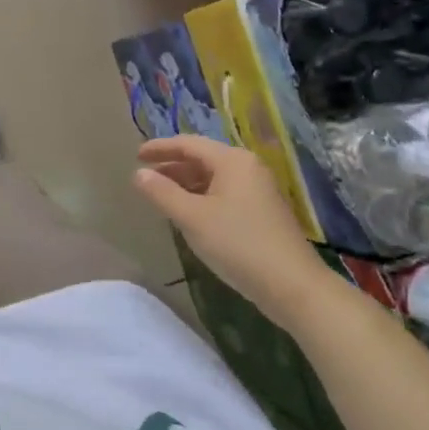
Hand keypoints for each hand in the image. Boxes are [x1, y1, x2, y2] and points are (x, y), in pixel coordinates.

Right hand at [132, 135, 353, 332]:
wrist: (293, 286)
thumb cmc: (238, 244)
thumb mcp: (192, 218)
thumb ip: (162, 193)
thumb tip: (138, 174)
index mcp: (232, 161)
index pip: (188, 143)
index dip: (160, 148)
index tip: (136, 156)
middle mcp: (247, 168)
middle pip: (202, 158)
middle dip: (172, 166)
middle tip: (145, 178)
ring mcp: (258, 189)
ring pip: (213, 177)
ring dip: (185, 183)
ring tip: (161, 197)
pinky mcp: (262, 211)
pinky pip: (224, 193)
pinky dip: (201, 197)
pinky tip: (189, 214)